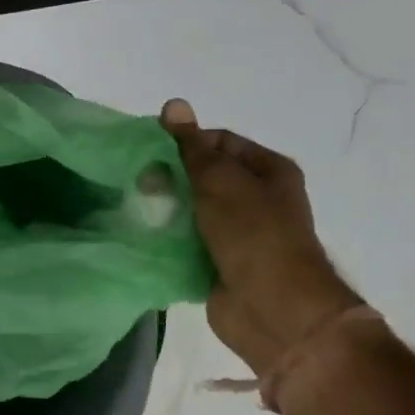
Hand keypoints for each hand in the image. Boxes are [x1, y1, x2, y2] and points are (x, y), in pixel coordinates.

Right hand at [161, 99, 361, 379]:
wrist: (274, 310)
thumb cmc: (253, 234)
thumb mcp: (219, 180)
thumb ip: (191, 146)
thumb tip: (173, 103)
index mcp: (269, 171)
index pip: (219, 142)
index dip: (186, 142)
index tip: (150, 151)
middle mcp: (257, 199)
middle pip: (205, 176)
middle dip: (173, 177)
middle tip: (143, 184)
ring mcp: (239, 234)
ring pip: (193, 210)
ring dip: (168, 208)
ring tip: (140, 207)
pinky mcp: (220, 263)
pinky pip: (189, 241)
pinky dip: (169, 237)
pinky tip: (145, 233)